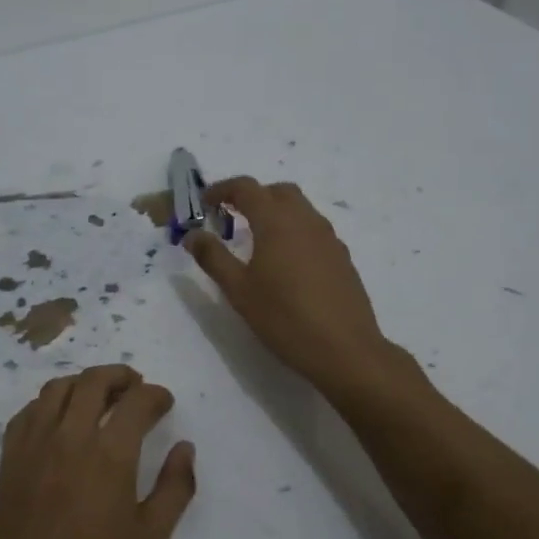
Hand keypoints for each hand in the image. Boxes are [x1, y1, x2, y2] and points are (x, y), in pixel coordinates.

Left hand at [0, 365, 195, 538]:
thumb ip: (175, 488)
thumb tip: (185, 448)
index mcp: (109, 455)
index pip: (136, 402)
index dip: (156, 395)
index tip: (164, 403)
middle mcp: (68, 438)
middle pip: (93, 382)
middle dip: (120, 376)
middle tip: (136, 387)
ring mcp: (32, 447)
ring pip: (57, 389)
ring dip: (83, 383)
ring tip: (100, 397)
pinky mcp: (7, 462)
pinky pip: (28, 413)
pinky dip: (48, 403)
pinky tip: (59, 421)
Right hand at [185, 177, 398, 401]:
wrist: (345, 349)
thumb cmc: (284, 318)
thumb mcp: (239, 290)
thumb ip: (213, 257)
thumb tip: (193, 235)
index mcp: (277, 222)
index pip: (246, 188)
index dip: (222, 189)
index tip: (204, 203)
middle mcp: (306, 220)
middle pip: (277, 191)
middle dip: (252, 197)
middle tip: (230, 217)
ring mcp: (329, 238)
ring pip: (300, 209)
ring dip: (275, 212)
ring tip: (256, 240)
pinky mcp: (342, 257)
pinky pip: (314, 230)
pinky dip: (294, 231)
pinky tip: (286, 263)